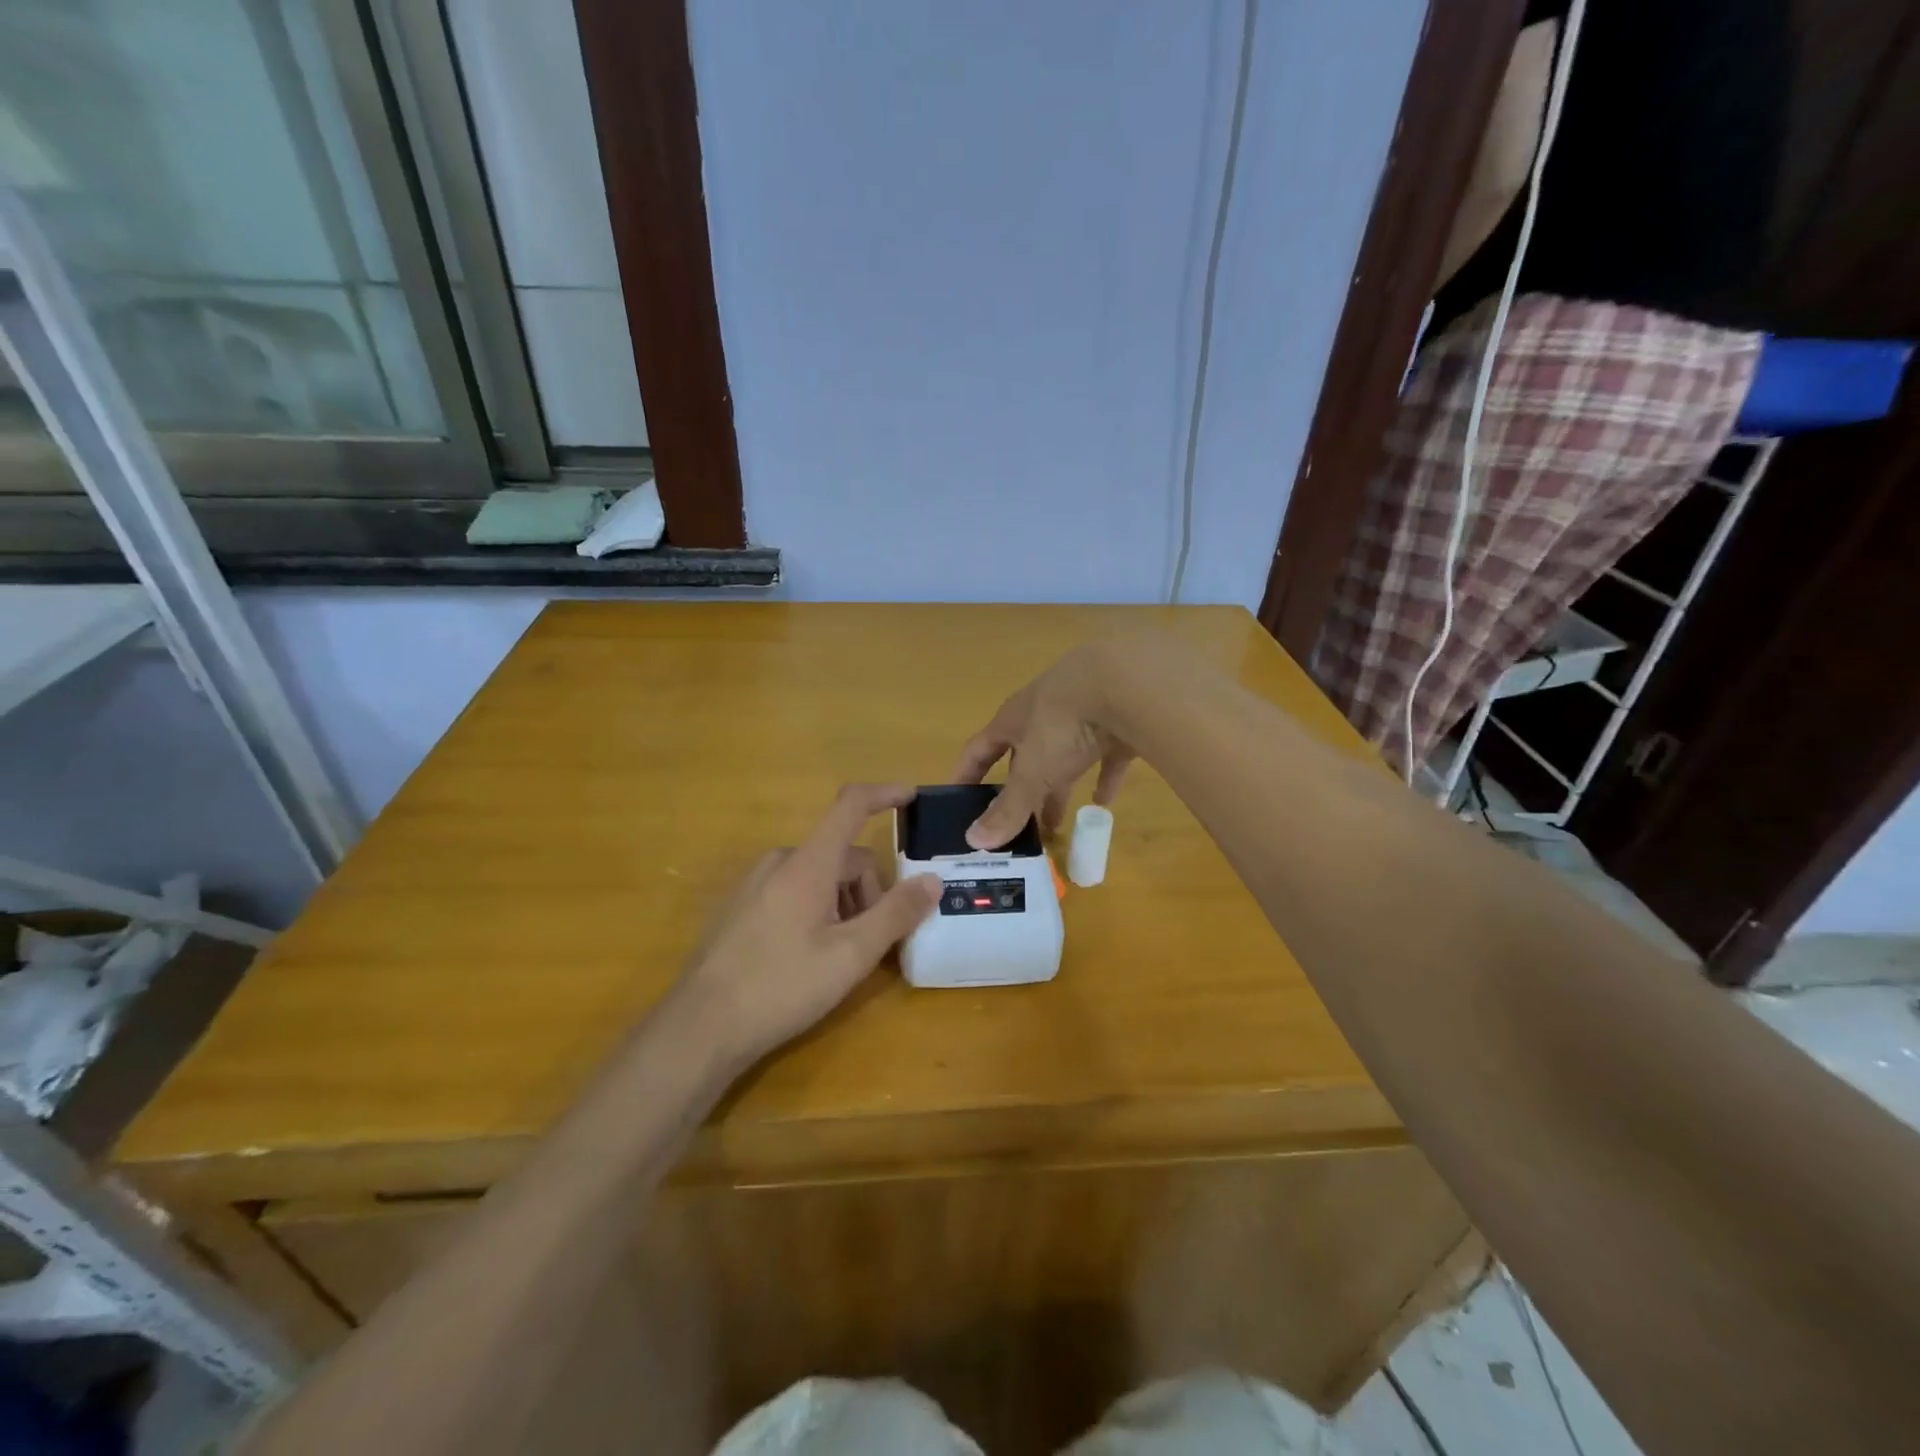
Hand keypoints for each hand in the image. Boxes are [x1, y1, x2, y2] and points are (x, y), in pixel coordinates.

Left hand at [673, 783, 942, 1068]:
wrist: (700, 1028)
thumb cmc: (781, 986)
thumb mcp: (851, 955)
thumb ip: (895, 913)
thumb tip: (932, 880)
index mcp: (807, 863)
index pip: (851, 806)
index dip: (884, 794)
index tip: (911, 797)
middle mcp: (779, 862)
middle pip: (842, 856)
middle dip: (869, 889)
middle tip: (874, 940)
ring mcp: (754, 884)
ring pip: (818, 876)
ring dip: (843, 903)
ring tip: (840, 956)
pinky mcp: (739, 908)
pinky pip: (791, 892)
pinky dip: (815, 910)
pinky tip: (806, 958)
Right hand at [951, 642, 1136, 849]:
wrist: (1124, 683)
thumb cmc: (1062, 725)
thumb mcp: (1032, 773)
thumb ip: (1008, 808)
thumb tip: (974, 841)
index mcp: (1013, 720)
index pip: (979, 750)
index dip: (966, 774)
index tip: (956, 801)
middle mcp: (1043, 714)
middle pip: (1023, 757)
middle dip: (1019, 791)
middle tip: (1015, 825)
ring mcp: (1082, 715)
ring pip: (1064, 756)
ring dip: (1057, 788)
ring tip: (1054, 822)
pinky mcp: (1118, 723)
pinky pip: (1106, 756)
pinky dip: (1102, 779)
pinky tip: (1103, 803)